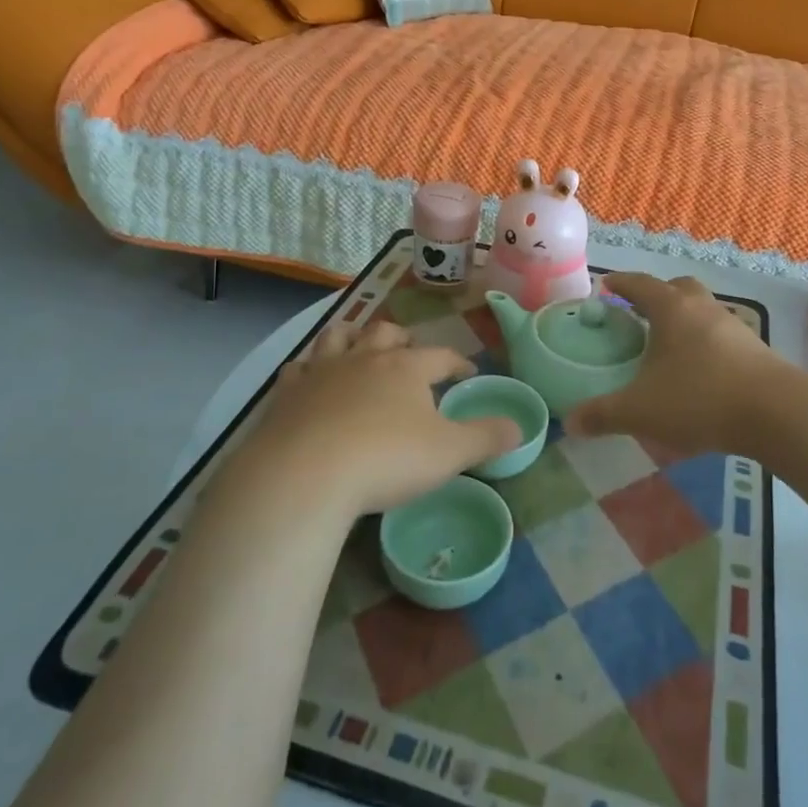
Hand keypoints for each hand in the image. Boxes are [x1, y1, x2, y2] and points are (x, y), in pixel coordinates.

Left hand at [238, 320, 520, 517]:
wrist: (306, 473)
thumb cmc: (386, 459)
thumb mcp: (449, 453)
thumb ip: (486, 438)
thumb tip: (520, 427)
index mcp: (406, 368)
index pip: (440, 355)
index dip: (457, 361)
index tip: (467, 372)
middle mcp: (364, 358)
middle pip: (386, 333)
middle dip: (402, 340)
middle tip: (409, 354)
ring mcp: (322, 371)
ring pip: (339, 337)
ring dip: (352, 338)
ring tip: (360, 347)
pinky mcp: (287, 393)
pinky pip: (298, 368)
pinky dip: (307, 368)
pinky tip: (309, 378)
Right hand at [565, 273, 783, 457]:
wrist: (776, 413)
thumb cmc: (699, 397)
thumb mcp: (641, 410)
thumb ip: (603, 415)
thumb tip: (569, 423)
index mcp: (671, 308)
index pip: (639, 284)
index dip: (620, 282)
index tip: (606, 284)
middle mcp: (702, 308)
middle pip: (678, 287)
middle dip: (657, 295)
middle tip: (640, 313)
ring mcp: (733, 326)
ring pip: (702, 311)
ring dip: (684, 320)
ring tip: (667, 346)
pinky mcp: (755, 349)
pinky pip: (721, 335)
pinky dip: (705, 344)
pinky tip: (698, 372)